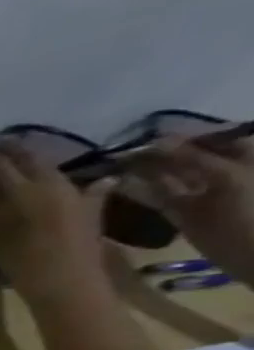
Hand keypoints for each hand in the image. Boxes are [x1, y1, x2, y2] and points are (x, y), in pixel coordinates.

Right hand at [0, 143, 115, 306]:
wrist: (68, 283)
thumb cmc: (23, 262)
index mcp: (28, 190)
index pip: (3, 165)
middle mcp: (54, 184)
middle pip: (32, 160)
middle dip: (15, 153)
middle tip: (0, 148)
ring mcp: (76, 192)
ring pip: (51, 169)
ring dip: (34, 163)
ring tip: (19, 162)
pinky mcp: (90, 204)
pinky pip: (73, 182)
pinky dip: (57, 179)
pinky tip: (55, 178)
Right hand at [126, 132, 253, 286]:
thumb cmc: (253, 215)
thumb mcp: (229, 178)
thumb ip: (192, 158)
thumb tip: (155, 140)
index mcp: (246, 156)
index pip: (210, 136)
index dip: (178, 135)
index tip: (141, 135)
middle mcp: (226, 171)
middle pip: (188, 155)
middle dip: (156, 153)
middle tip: (118, 152)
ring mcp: (204, 194)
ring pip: (171, 175)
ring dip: (144, 171)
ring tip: (111, 166)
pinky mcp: (184, 214)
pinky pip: (160, 197)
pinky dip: (140, 191)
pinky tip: (117, 185)